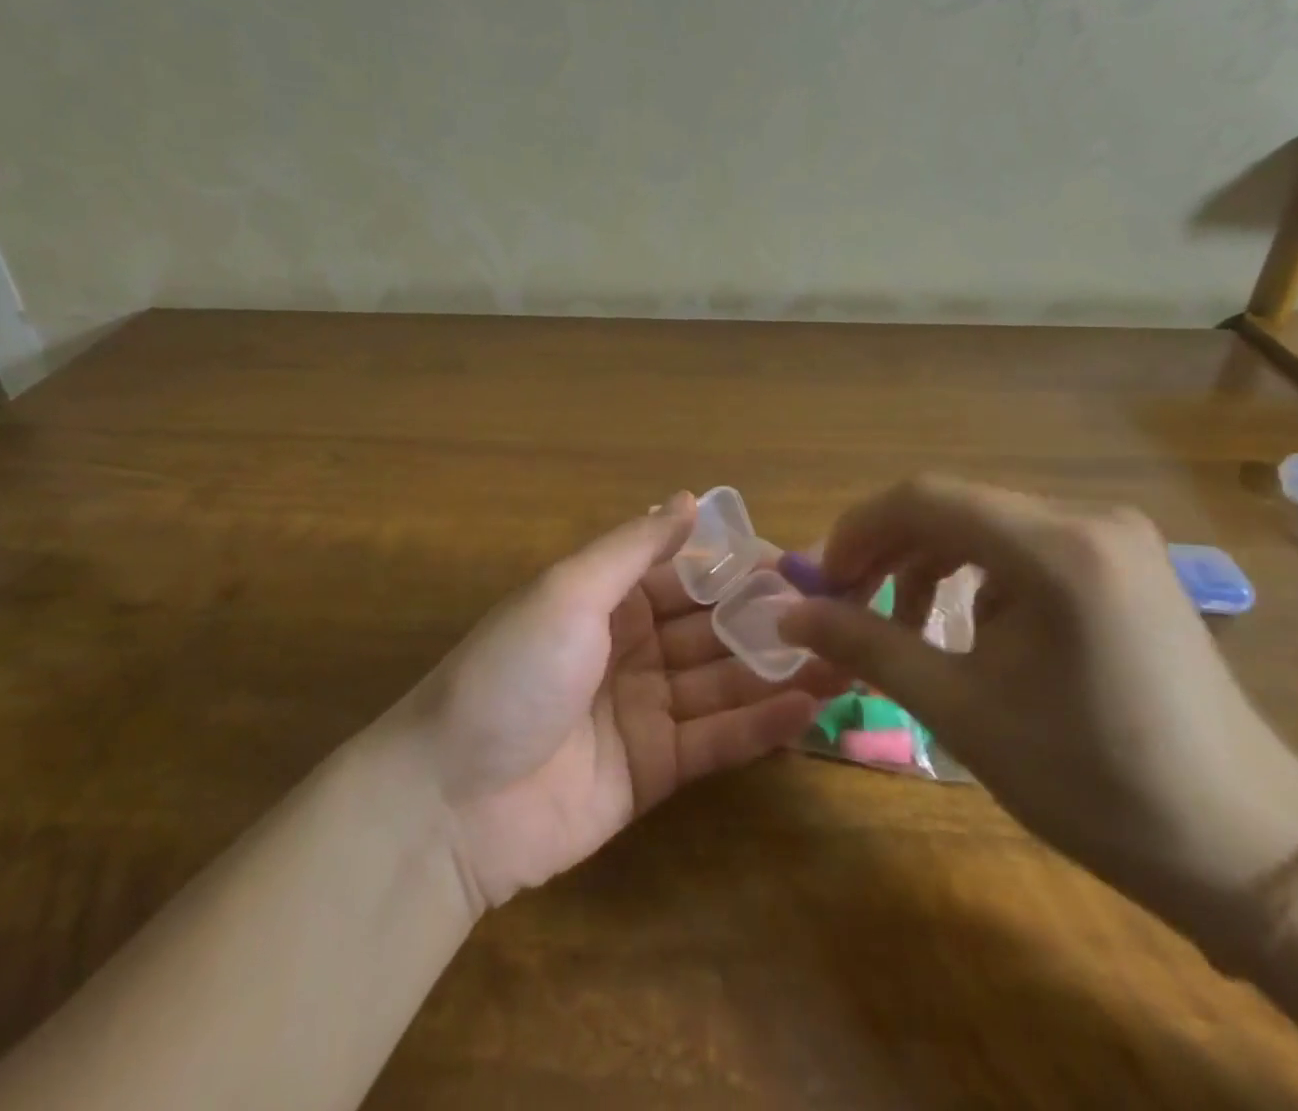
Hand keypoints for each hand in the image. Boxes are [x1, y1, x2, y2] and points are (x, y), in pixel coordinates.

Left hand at [406, 493, 846, 912]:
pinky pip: (717, 739)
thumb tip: (689, 498)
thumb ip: (634, 547)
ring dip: (779, 670)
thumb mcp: (568, 592)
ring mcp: (647, 709)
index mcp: (609, 598)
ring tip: (846, 660)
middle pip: (713, 627)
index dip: (741, 567)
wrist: (451, 799)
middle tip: (842, 615)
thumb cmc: (513, 672)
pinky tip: (810, 708)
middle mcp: (633, 647)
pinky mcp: (656, 769)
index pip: (688, 573)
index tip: (802, 563)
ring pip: (724, 682)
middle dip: (771, 619)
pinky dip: (761, 725)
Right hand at [779, 475, 1297, 949]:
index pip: (924, 498)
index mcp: (1057, 548)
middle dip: (887, 551)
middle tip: (848, 606)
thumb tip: (789, 614)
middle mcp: (1089, 519)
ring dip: (928, 565)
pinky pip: (1023, 547)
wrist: (1247, 853)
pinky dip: (975, 577)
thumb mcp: (960, 710)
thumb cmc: (1093, 782)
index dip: (857, 531)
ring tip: (905, 627)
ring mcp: (1114, 538)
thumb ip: (867, 645)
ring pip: (985, 526)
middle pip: (953, 507)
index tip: (821, 584)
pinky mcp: (1125, 563)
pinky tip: (971, 630)